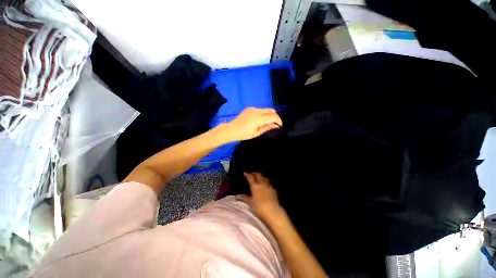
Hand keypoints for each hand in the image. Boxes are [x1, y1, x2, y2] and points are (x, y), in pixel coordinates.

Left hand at [223, 108, 281, 141]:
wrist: (231, 129)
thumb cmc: (244, 134)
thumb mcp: (257, 133)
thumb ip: (267, 127)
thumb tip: (276, 126)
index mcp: (259, 118)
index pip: (273, 116)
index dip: (279, 121)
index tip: (279, 126)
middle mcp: (257, 111)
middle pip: (271, 110)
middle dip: (275, 116)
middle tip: (275, 124)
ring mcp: (252, 108)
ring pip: (265, 109)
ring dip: (269, 115)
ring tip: (267, 122)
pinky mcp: (249, 108)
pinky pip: (259, 109)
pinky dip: (262, 114)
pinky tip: (259, 120)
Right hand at [236, 172, 283, 219]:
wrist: (272, 210)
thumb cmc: (259, 207)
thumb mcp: (250, 202)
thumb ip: (243, 198)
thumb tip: (237, 196)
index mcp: (255, 186)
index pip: (250, 177)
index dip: (247, 174)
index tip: (245, 173)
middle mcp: (261, 183)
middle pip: (258, 175)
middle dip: (254, 173)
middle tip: (252, 174)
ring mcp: (268, 185)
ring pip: (264, 177)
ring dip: (261, 176)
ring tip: (258, 177)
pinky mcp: (273, 189)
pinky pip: (269, 182)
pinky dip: (266, 181)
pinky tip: (265, 183)